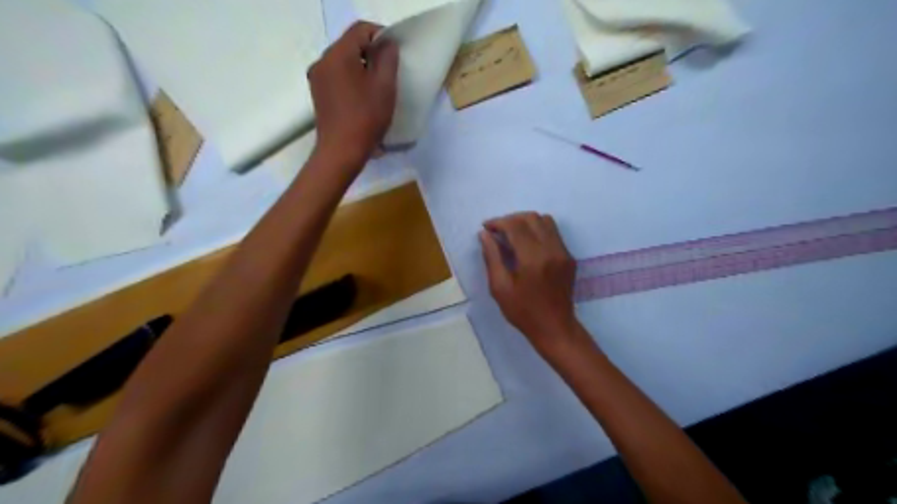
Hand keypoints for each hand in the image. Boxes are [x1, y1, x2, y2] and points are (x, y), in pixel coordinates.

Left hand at [309, 20, 399, 164]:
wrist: (341, 152)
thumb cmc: (365, 118)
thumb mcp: (384, 87)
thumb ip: (387, 59)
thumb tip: (386, 44)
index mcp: (338, 54)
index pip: (361, 30)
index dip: (381, 36)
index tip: (396, 54)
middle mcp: (322, 61)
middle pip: (350, 45)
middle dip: (371, 53)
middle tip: (390, 72)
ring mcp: (317, 78)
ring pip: (343, 62)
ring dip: (362, 68)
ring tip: (378, 88)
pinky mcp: (318, 94)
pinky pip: (337, 77)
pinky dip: (352, 80)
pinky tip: (363, 98)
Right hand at [479, 212, 584, 356]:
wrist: (555, 328)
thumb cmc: (523, 312)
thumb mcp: (500, 288)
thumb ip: (492, 257)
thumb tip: (484, 235)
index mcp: (533, 259)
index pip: (515, 226)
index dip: (498, 222)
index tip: (486, 228)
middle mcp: (552, 250)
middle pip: (532, 218)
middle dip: (511, 219)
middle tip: (497, 230)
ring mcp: (564, 252)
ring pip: (545, 221)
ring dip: (526, 222)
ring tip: (512, 234)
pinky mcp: (569, 257)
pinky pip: (554, 233)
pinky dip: (538, 230)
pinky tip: (527, 244)